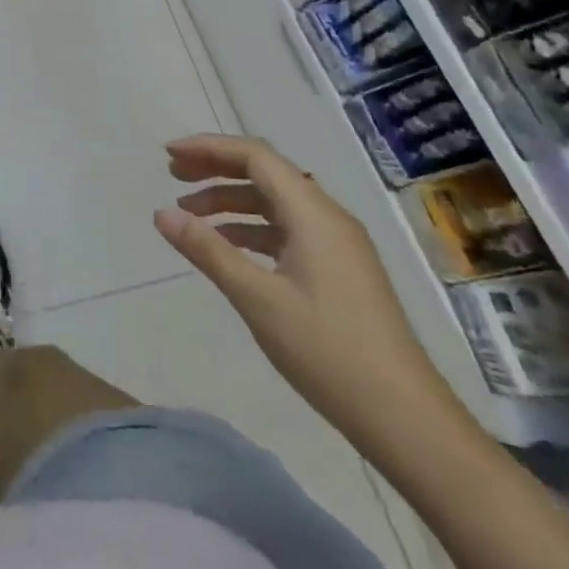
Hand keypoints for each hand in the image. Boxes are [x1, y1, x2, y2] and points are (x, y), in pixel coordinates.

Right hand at [154, 134, 464, 450]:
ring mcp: (338, 245)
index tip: (168, 155)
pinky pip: (287, 229)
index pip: (256, 156)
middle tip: (172, 176)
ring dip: (230, 200)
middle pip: (266, 173)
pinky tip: (227, 246)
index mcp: (314, 215)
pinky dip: (250, 228)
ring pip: (275, 203)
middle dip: (216, 168)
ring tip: (189, 215)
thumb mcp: (257, 299)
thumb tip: (161, 214)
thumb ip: (208, 250)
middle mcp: (328, 218)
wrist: (407, 420)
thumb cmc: (328, 352)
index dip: (209, 148)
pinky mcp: (340, 270)